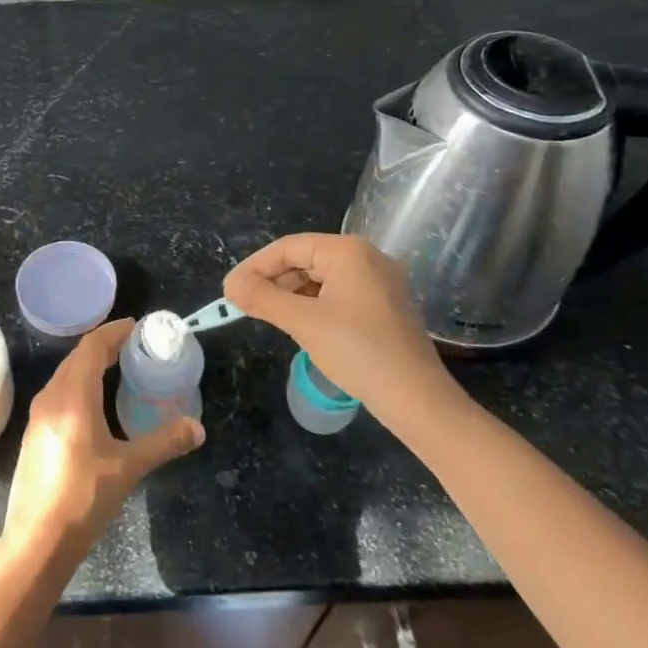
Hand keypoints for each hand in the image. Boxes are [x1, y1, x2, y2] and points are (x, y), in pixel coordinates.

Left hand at [0, 319, 204, 567]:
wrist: (37, 541)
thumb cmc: (83, 498)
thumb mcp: (128, 468)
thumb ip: (163, 443)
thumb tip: (197, 429)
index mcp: (72, 396)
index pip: (91, 347)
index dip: (113, 332)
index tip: (135, 326)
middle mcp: (51, 397)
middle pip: (77, 358)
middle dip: (103, 346)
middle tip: (132, 346)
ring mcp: (38, 416)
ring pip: (65, 375)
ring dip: (89, 365)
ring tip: (116, 367)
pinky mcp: (34, 433)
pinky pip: (59, 393)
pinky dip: (79, 384)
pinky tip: (94, 402)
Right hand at [224, 233, 455, 417]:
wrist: (417, 399)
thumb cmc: (357, 352)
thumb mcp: (303, 323)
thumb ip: (263, 298)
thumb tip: (231, 285)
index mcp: (348, 251)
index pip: (288, 248)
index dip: (254, 267)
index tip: (229, 290)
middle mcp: (366, 257)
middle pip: (305, 260)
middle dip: (272, 280)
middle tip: (242, 304)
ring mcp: (379, 282)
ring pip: (320, 278)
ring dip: (290, 294)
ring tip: (264, 314)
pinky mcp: (384, 305)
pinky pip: (338, 293)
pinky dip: (312, 304)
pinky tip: (298, 324)